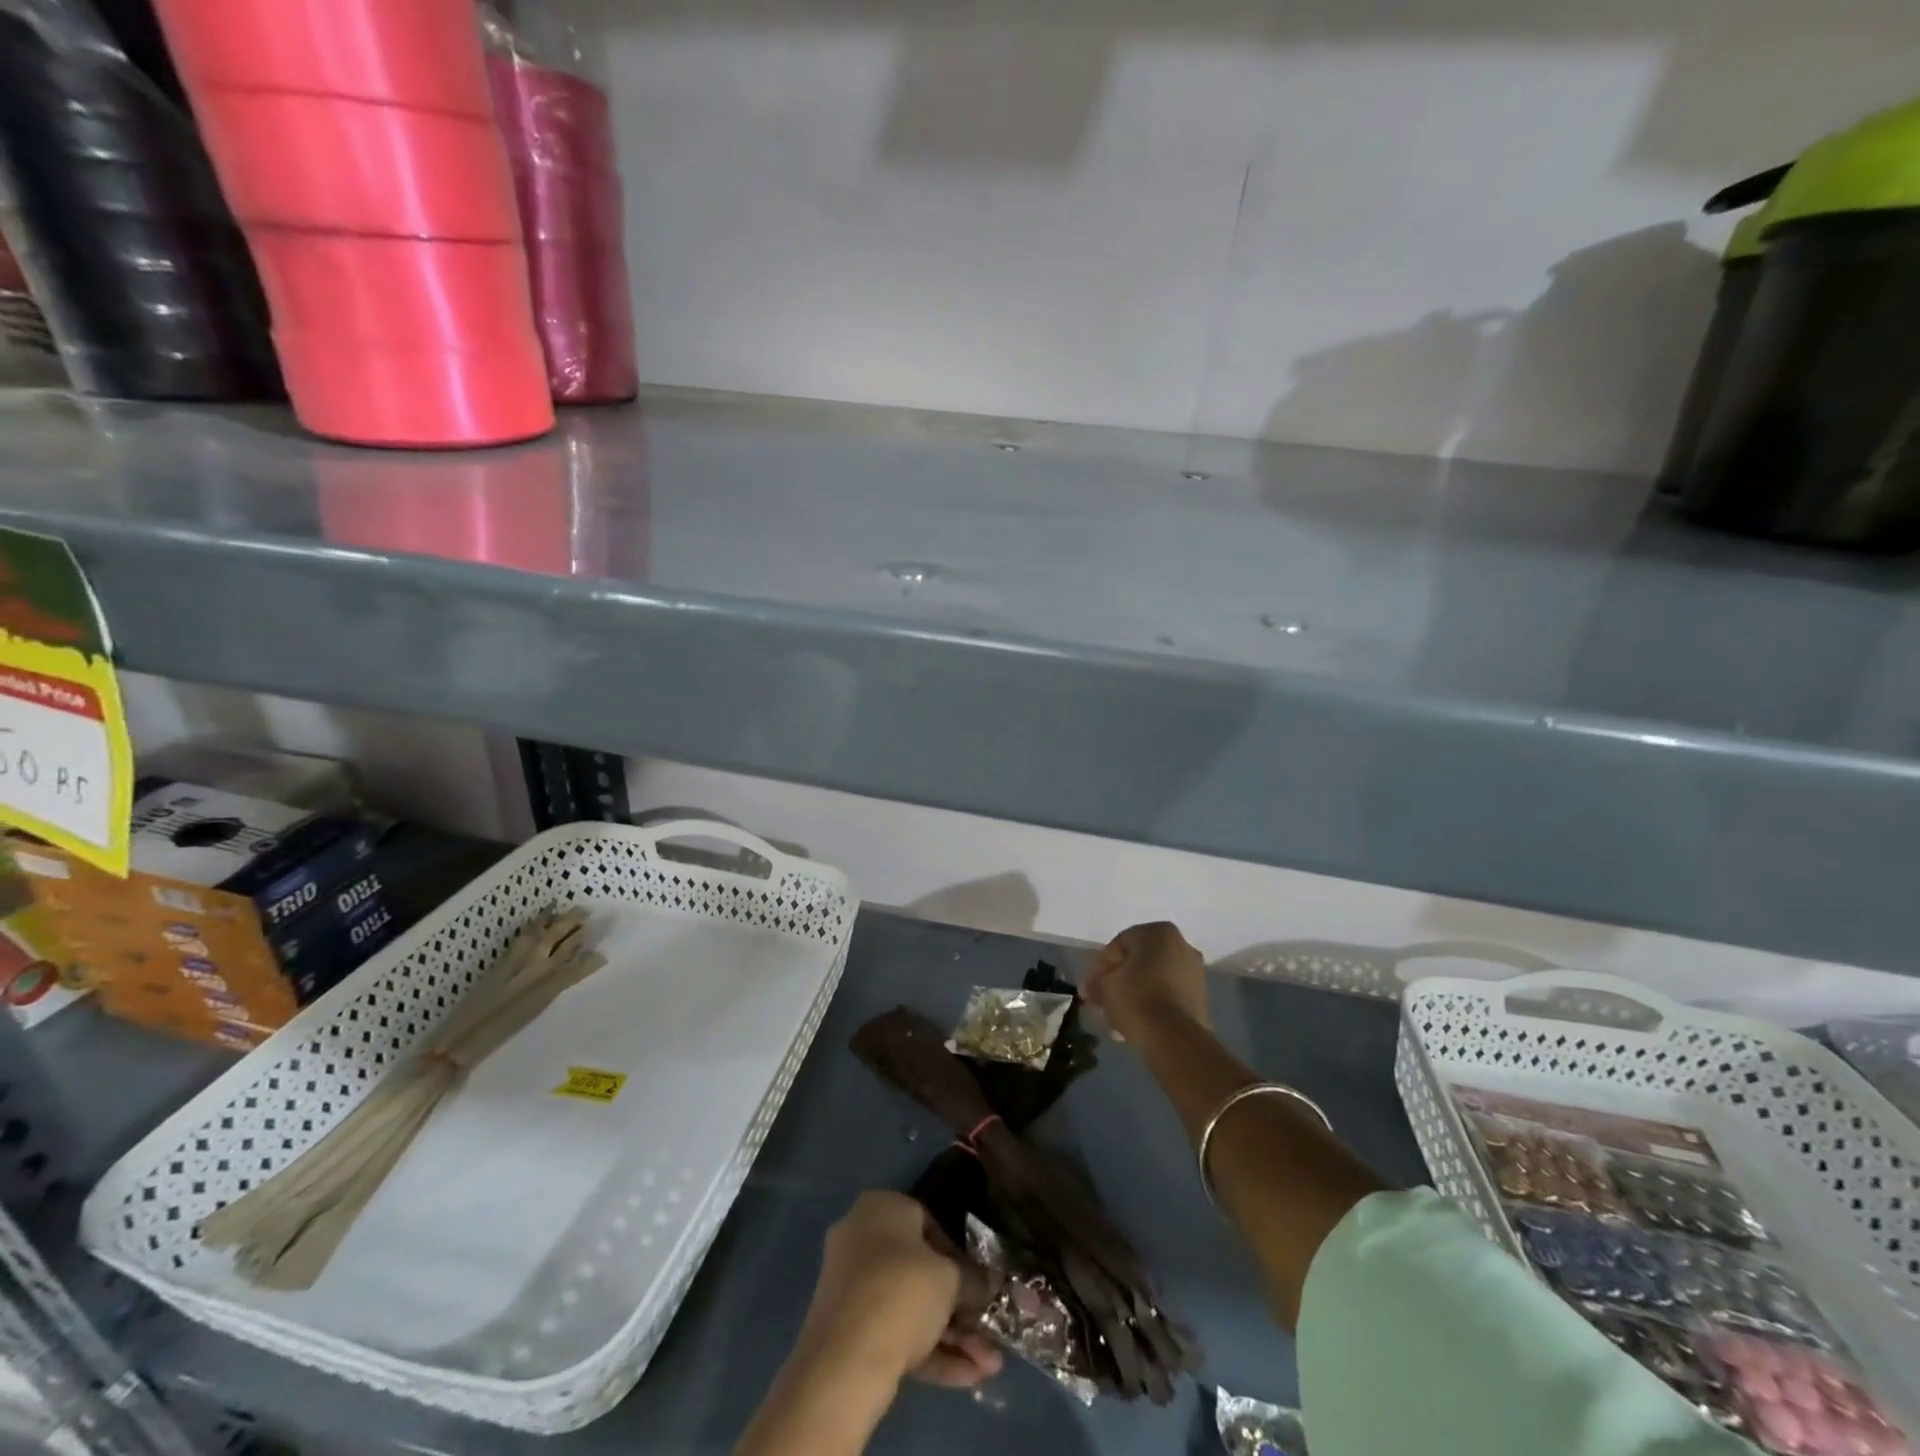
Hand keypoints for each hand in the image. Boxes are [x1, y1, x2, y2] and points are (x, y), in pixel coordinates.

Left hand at [797, 1191, 1002, 1389]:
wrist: (844, 1361)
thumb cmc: (902, 1291)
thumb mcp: (950, 1278)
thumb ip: (973, 1279)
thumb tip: (989, 1285)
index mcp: (880, 1207)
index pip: (928, 1223)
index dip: (958, 1255)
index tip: (977, 1283)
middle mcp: (861, 1238)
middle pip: (921, 1270)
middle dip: (960, 1306)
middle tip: (989, 1331)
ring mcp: (851, 1287)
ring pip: (911, 1307)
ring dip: (952, 1335)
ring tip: (990, 1366)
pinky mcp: (848, 1331)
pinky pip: (895, 1332)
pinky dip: (930, 1351)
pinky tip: (969, 1377)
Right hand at [1084, 921, 1210, 1038]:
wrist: (1175, 1039)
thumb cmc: (1136, 998)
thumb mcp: (1104, 986)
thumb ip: (1095, 982)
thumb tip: (1091, 988)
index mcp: (1159, 932)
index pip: (1119, 944)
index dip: (1100, 967)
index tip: (1090, 988)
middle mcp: (1182, 946)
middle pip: (1138, 963)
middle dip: (1118, 983)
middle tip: (1102, 1003)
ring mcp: (1195, 974)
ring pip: (1152, 982)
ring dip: (1132, 997)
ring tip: (1115, 1021)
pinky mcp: (1201, 1000)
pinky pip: (1167, 998)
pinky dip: (1150, 1008)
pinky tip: (1133, 1027)